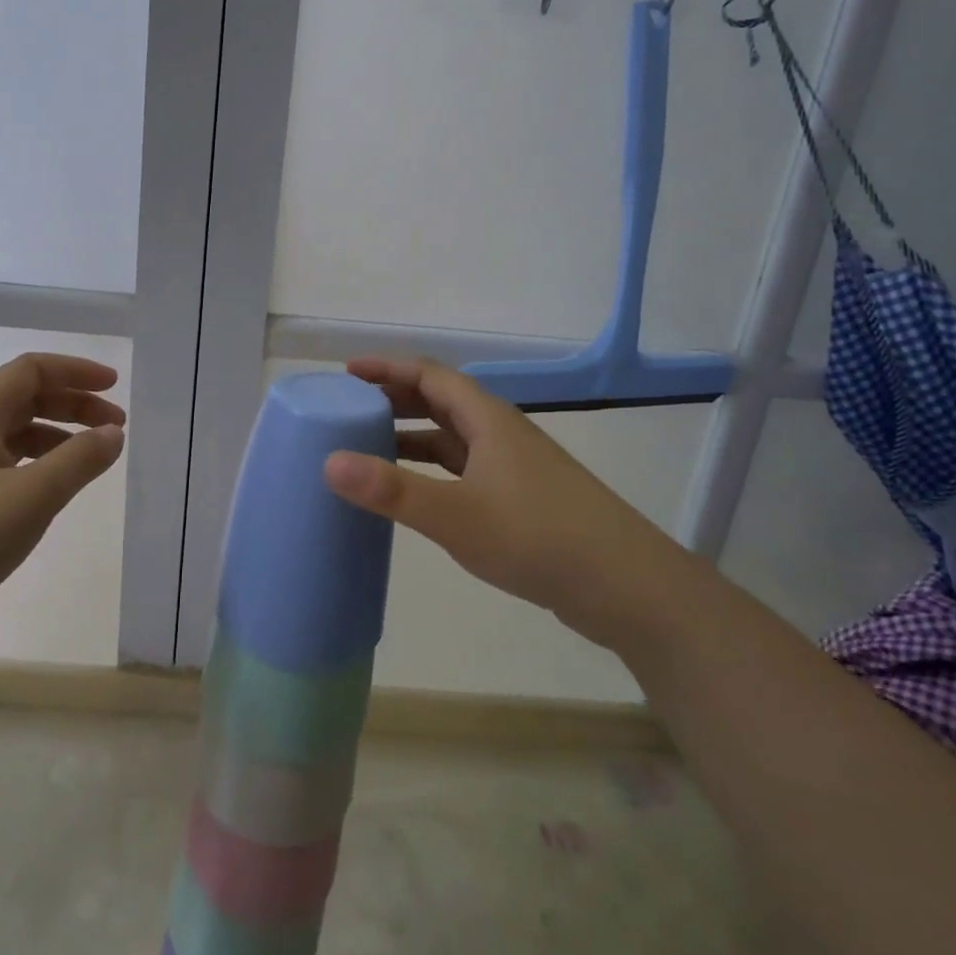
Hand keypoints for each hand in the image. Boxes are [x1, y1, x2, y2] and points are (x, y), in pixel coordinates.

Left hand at [0, 353, 125, 670]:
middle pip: (25, 398)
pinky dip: (37, 468)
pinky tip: (52, 495)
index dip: (76, 371)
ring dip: (58, 437)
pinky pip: (4, 469)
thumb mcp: (30, 497)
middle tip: (115, 427)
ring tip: (92, 460)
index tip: (115, 386)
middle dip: (73, 405)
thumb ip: (79, 460)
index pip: (31, 370)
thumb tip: (114, 433)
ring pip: (14, 435)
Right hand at [322, 357, 694, 651]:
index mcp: (486, 419)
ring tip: (370, 449)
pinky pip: (463, 468)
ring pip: (452, 437)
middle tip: (350, 410)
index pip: (428, 374)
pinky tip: (416, 494)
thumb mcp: (456, 516)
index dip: (386, 368)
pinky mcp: (520, 498)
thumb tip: (329, 462)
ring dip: (412, 436)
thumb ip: (392, 491)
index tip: (347, 373)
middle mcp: (499, 432)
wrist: (626, 586)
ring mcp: (513, 465)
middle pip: (439, 400)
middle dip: (395, 399)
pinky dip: (432, 470)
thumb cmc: (538, 537)